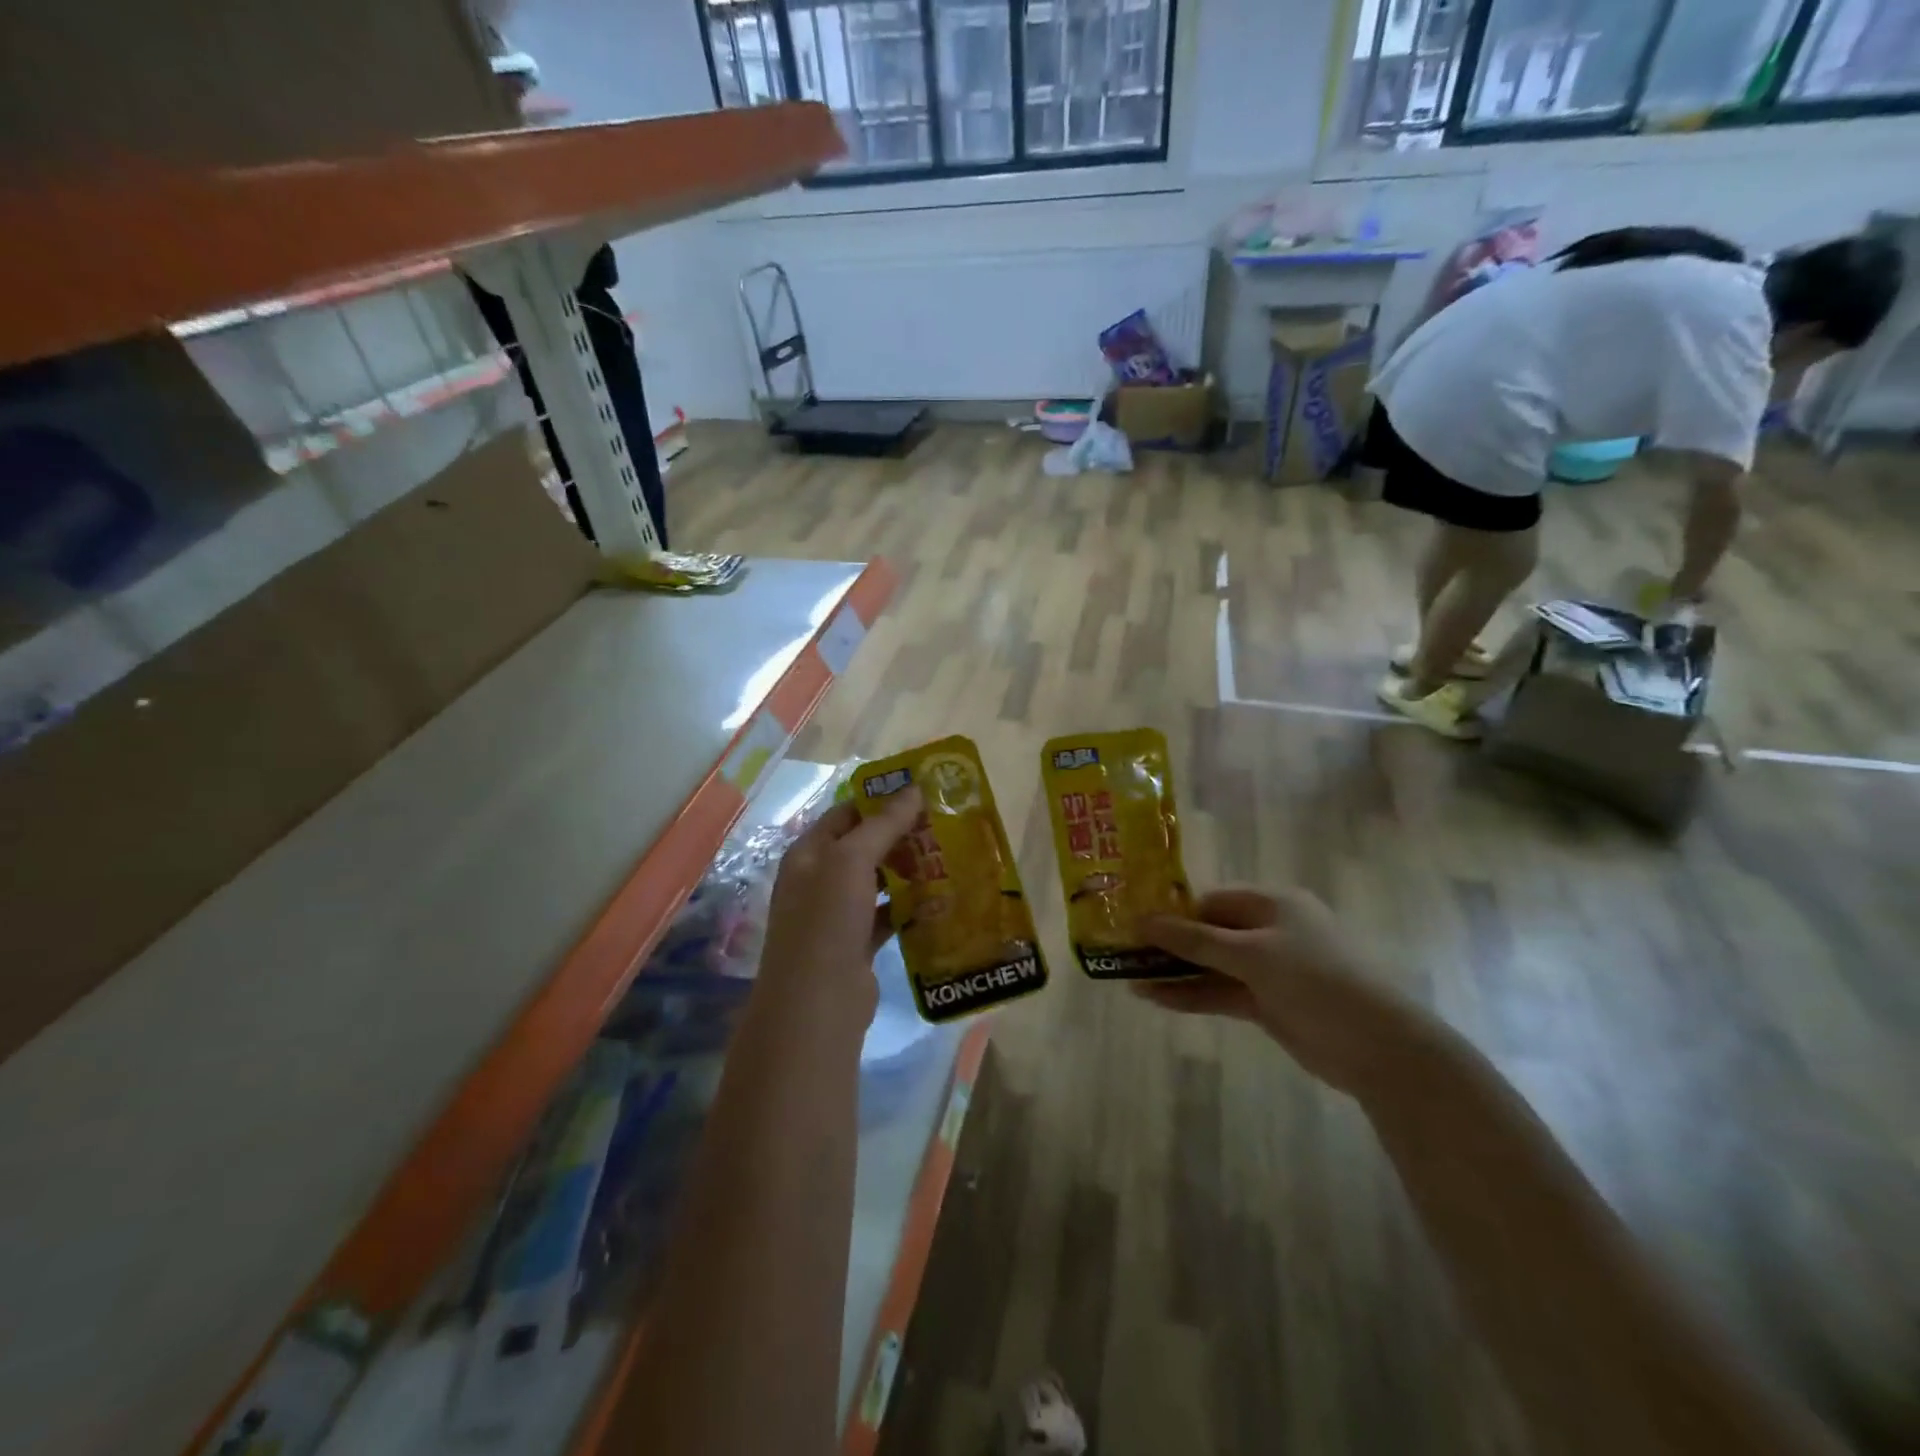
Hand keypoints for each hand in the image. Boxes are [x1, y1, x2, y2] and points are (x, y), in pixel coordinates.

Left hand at [757, 787, 922, 1020]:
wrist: (817, 1004)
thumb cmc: (828, 921)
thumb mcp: (852, 861)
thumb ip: (883, 824)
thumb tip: (913, 788)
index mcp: (809, 853)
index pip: (846, 813)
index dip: (880, 800)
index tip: (922, 793)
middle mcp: (820, 879)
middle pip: (864, 846)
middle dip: (900, 835)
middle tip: (944, 824)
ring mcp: (837, 913)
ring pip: (877, 881)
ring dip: (908, 870)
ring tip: (948, 856)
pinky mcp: (857, 943)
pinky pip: (887, 915)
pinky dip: (909, 907)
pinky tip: (939, 899)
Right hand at [1139, 887, 1422, 1095]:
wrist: (1378, 1047)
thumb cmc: (1316, 980)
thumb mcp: (1251, 954)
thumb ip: (1194, 940)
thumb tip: (1141, 921)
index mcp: (1272, 904)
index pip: (1211, 900)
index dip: (1172, 910)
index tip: (1132, 921)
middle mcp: (1269, 931)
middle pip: (1208, 932)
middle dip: (1168, 944)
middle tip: (1123, 950)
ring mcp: (1268, 970)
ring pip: (1211, 966)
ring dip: (1174, 973)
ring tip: (1128, 978)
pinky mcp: (1266, 1004)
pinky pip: (1220, 993)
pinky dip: (1191, 996)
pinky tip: (1155, 999)